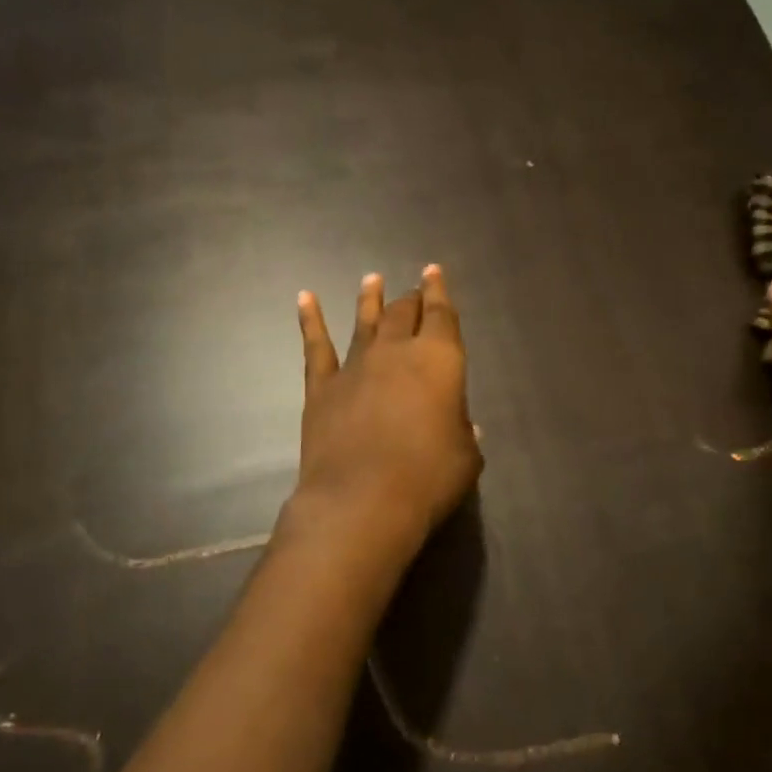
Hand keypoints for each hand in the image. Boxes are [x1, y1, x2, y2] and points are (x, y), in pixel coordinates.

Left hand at [291, 265, 482, 560]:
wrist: (362, 500)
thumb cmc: (428, 478)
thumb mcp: (466, 458)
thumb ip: (464, 434)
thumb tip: (462, 425)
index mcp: (440, 360)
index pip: (442, 315)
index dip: (439, 291)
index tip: (433, 272)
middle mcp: (397, 352)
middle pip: (404, 314)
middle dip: (411, 299)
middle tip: (413, 291)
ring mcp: (356, 366)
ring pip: (365, 321)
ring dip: (370, 299)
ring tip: (372, 280)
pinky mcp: (322, 387)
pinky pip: (316, 346)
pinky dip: (310, 320)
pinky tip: (305, 298)